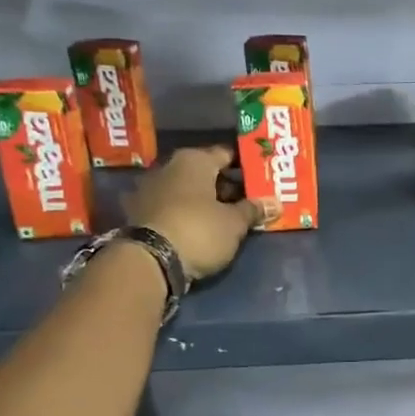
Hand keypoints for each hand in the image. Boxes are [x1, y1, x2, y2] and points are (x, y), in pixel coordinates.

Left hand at [121, 146, 275, 280]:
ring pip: (187, 190)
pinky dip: (187, 213)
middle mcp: (169, 167)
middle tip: (249, 200)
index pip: (226, 154)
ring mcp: (149, 190)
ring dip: (206, 201)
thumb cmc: (199, 230)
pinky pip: (172, 207)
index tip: (261, 177)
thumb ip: (253, 210)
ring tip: (228, 217)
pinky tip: (201, 227)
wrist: (149, 261)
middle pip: (205, 173)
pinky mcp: (139, 214)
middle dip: (226, 186)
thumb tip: (275, 203)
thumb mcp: (234, 223)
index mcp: (194, 160)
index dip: (245, 166)